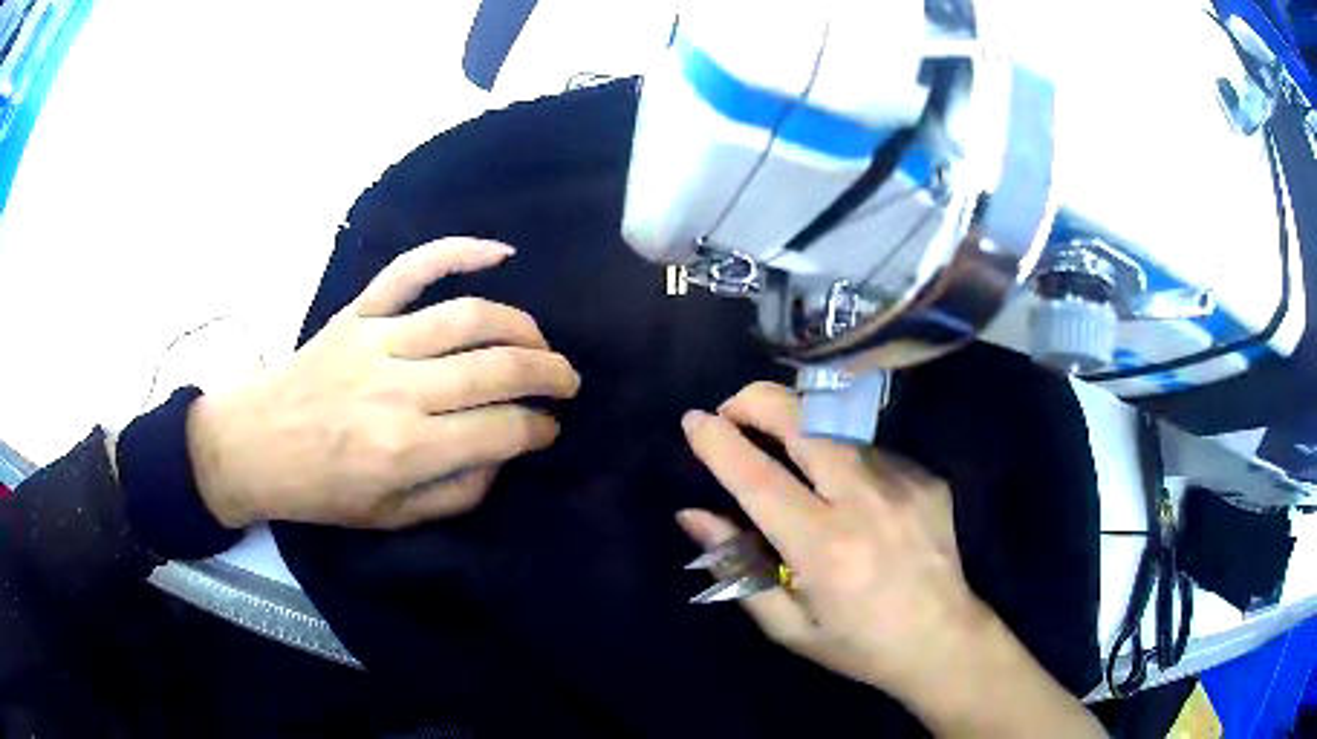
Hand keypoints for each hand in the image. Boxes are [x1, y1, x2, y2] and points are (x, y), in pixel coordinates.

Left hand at [186, 238, 580, 529]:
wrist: (256, 445)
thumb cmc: (322, 490)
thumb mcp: (392, 517)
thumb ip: (458, 493)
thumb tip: (504, 455)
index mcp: (407, 450)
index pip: (501, 430)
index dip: (538, 429)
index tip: (549, 429)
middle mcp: (398, 391)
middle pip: (497, 368)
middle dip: (549, 374)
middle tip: (568, 381)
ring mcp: (377, 341)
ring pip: (468, 316)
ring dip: (520, 326)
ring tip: (541, 342)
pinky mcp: (359, 313)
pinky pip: (411, 270)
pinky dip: (457, 251)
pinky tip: (499, 252)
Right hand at [677, 381, 979, 696]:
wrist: (943, 639)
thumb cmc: (857, 644)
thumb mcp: (788, 624)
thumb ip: (737, 566)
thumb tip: (693, 515)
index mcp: (823, 549)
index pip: (758, 479)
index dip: (720, 443)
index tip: (693, 421)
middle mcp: (864, 502)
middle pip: (805, 423)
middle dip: (758, 402)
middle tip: (733, 410)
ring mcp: (902, 482)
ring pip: (836, 428)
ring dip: (799, 428)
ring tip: (782, 449)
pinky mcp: (925, 477)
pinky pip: (869, 449)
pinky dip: (841, 455)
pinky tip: (844, 488)